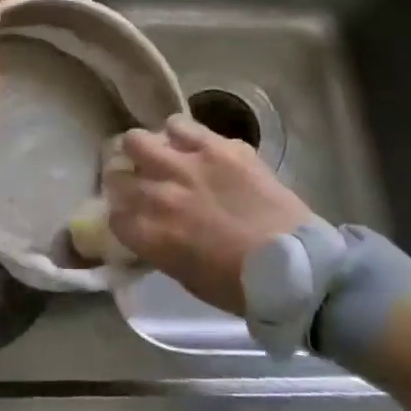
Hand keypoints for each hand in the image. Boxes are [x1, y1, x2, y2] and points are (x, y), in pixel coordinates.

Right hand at [106, 114, 312, 313]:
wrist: (297, 268)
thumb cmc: (241, 286)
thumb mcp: (186, 277)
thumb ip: (159, 247)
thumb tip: (149, 229)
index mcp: (151, 234)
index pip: (113, 215)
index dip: (120, 215)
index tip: (131, 217)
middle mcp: (160, 194)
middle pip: (117, 173)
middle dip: (125, 180)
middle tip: (140, 183)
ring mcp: (187, 165)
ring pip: (138, 140)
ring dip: (146, 151)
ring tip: (162, 158)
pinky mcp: (217, 146)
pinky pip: (180, 125)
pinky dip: (179, 134)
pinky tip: (190, 145)